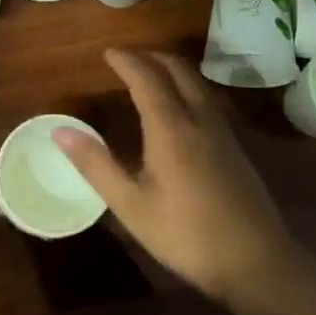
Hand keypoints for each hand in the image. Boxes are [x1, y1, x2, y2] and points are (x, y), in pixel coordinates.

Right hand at [55, 50, 305, 305]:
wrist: (256, 262)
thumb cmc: (185, 235)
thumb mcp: (131, 205)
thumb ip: (96, 164)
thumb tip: (59, 131)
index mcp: (172, 129)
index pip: (147, 79)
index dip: (127, 61)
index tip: (107, 53)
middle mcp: (200, 120)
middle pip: (179, 71)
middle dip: (152, 57)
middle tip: (127, 58)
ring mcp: (223, 133)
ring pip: (197, 84)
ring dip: (172, 70)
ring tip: (150, 75)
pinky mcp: (235, 148)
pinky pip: (207, 100)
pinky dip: (187, 88)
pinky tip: (179, 109)